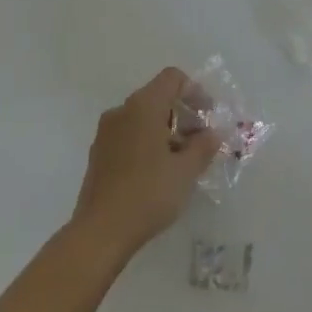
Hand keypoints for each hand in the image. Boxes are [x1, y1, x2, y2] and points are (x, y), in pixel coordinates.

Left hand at [72, 68, 221, 255]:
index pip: (172, 78)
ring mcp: (106, 132)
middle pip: (157, 97)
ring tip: (180, 161)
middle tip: (199, 142)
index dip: (195, 91)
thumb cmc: (147, 194)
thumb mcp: (185, 172)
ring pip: (142, 117)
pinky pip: (128, 135)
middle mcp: (121, 111)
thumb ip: (203, 146)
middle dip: (182, 114)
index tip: (207, 117)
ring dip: (165, 130)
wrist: (99, 233)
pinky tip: (156, 173)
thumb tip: (213, 133)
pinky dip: (146, 142)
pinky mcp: (98, 153)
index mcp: (143, 106)